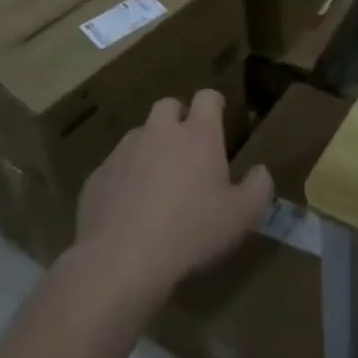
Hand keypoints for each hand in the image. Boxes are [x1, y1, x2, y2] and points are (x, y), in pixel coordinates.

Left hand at [72, 90, 272, 307]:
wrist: (122, 260)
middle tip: (187, 150)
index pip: (207, 97)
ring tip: (157, 182)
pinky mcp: (97, 177)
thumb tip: (260, 171)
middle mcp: (159, 132)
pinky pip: (115, 168)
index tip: (219, 118)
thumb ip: (259, 187)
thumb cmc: (191, 231)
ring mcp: (124, 152)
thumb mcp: (243, 216)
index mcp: (198, 134)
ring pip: (139, 135)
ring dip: (150, 148)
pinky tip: (129, 209)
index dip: (214, 104)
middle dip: (178, 119)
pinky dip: (124, 178)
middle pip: (168, 106)